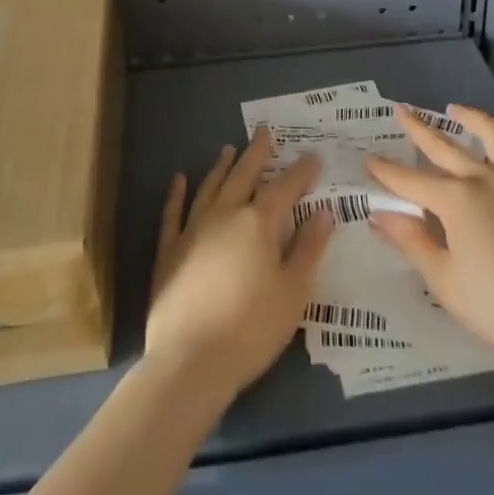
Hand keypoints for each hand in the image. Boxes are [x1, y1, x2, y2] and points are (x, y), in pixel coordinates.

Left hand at [145, 126, 334, 398]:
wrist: (190, 362)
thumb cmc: (251, 330)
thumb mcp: (293, 293)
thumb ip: (309, 249)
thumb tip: (324, 212)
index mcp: (259, 223)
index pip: (285, 187)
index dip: (301, 171)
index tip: (312, 156)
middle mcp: (225, 215)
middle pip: (244, 175)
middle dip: (257, 152)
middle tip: (264, 131)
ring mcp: (193, 229)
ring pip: (210, 187)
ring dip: (221, 167)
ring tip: (229, 149)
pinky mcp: (169, 251)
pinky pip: (173, 214)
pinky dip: (176, 194)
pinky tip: (179, 180)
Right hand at [365, 105, 493, 375]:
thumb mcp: (444, 281)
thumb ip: (412, 242)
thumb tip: (379, 215)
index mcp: (455, 200)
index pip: (410, 181)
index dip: (386, 172)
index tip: (367, 159)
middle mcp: (484, 179)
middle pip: (444, 147)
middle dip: (418, 129)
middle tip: (400, 111)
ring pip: (493, 136)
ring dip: (471, 117)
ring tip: (455, 109)